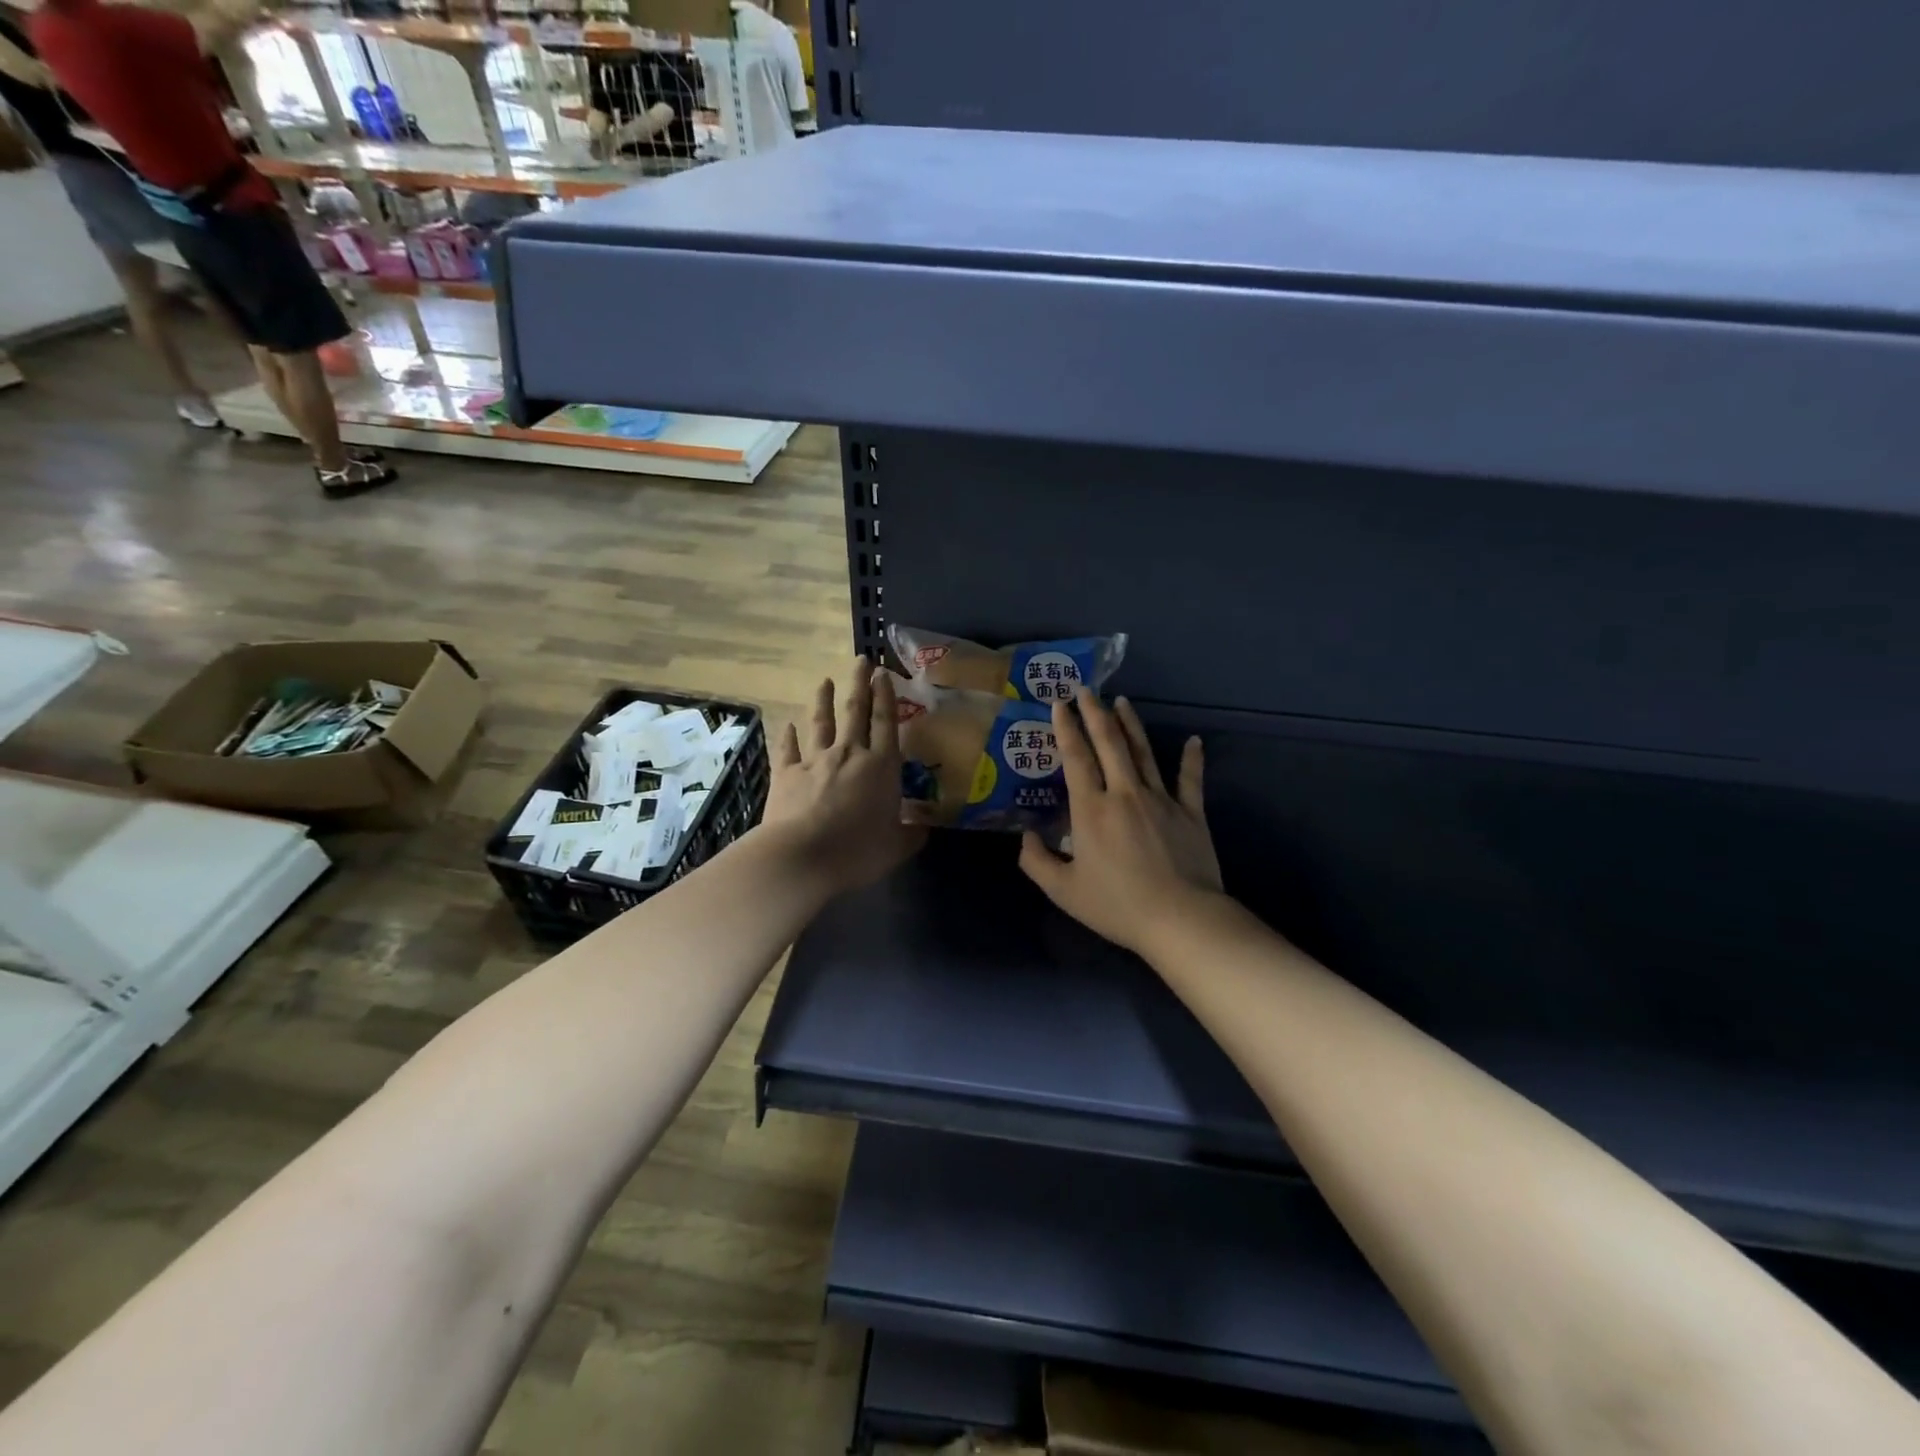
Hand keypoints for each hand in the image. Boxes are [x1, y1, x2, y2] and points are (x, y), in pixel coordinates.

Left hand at [762, 659, 925, 896]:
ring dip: (823, 700)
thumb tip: (922, 830)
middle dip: (859, 684)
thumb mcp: (895, 848)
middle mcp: (849, 754)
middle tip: (861, 661)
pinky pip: (788, 748)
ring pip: (821, 723)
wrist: (801, 857)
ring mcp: (815, 761)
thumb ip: (910, 835)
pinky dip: (789, 735)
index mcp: (881, 766)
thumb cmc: (856, 851)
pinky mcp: (786, 774)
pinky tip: (789, 724)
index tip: (883, 674)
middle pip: (855, 712)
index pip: (886, 722)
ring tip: (824, 681)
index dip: (886, 696)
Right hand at [1020, 693, 1223, 955]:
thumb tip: (1027, 837)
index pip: (1076, 758)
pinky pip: (1190, 779)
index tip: (1060, 703)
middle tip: (1087, 689)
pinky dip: (1192, 759)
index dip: (1066, 728)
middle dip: (1095, 713)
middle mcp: (1124, 793)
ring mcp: (1161, 799)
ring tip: (1122, 702)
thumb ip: (1038, 862)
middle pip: (1109, 743)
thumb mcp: (1064, 892)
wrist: (1180, 918)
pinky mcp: (1191, 812)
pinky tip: (1194, 741)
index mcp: (1092, 809)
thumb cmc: (1117, 905)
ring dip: (1131, 725)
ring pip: (1144, 752)